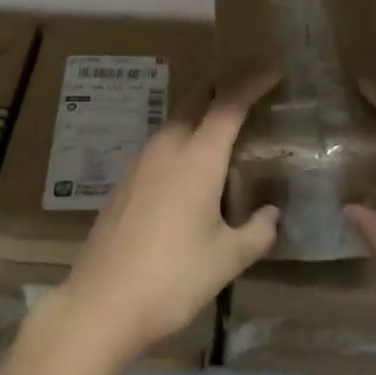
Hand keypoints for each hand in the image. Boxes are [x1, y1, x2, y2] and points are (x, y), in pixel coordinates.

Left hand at [53, 74, 280, 369]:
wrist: (101, 303)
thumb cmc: (173, 277)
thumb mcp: (227, 259)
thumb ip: (257, 231)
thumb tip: (272, 214)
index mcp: (197, 156)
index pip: (229, 103)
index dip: (252, 82)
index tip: (273, 72)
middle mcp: (167, 147)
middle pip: (196, 99)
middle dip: (222, 90)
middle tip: (249, 97)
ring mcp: (140, 162)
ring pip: (175, 121)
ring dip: (200, 117)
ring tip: (223, 136)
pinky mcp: (125, 181)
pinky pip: (160, 146)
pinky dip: (181, 143)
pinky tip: (189, 173)